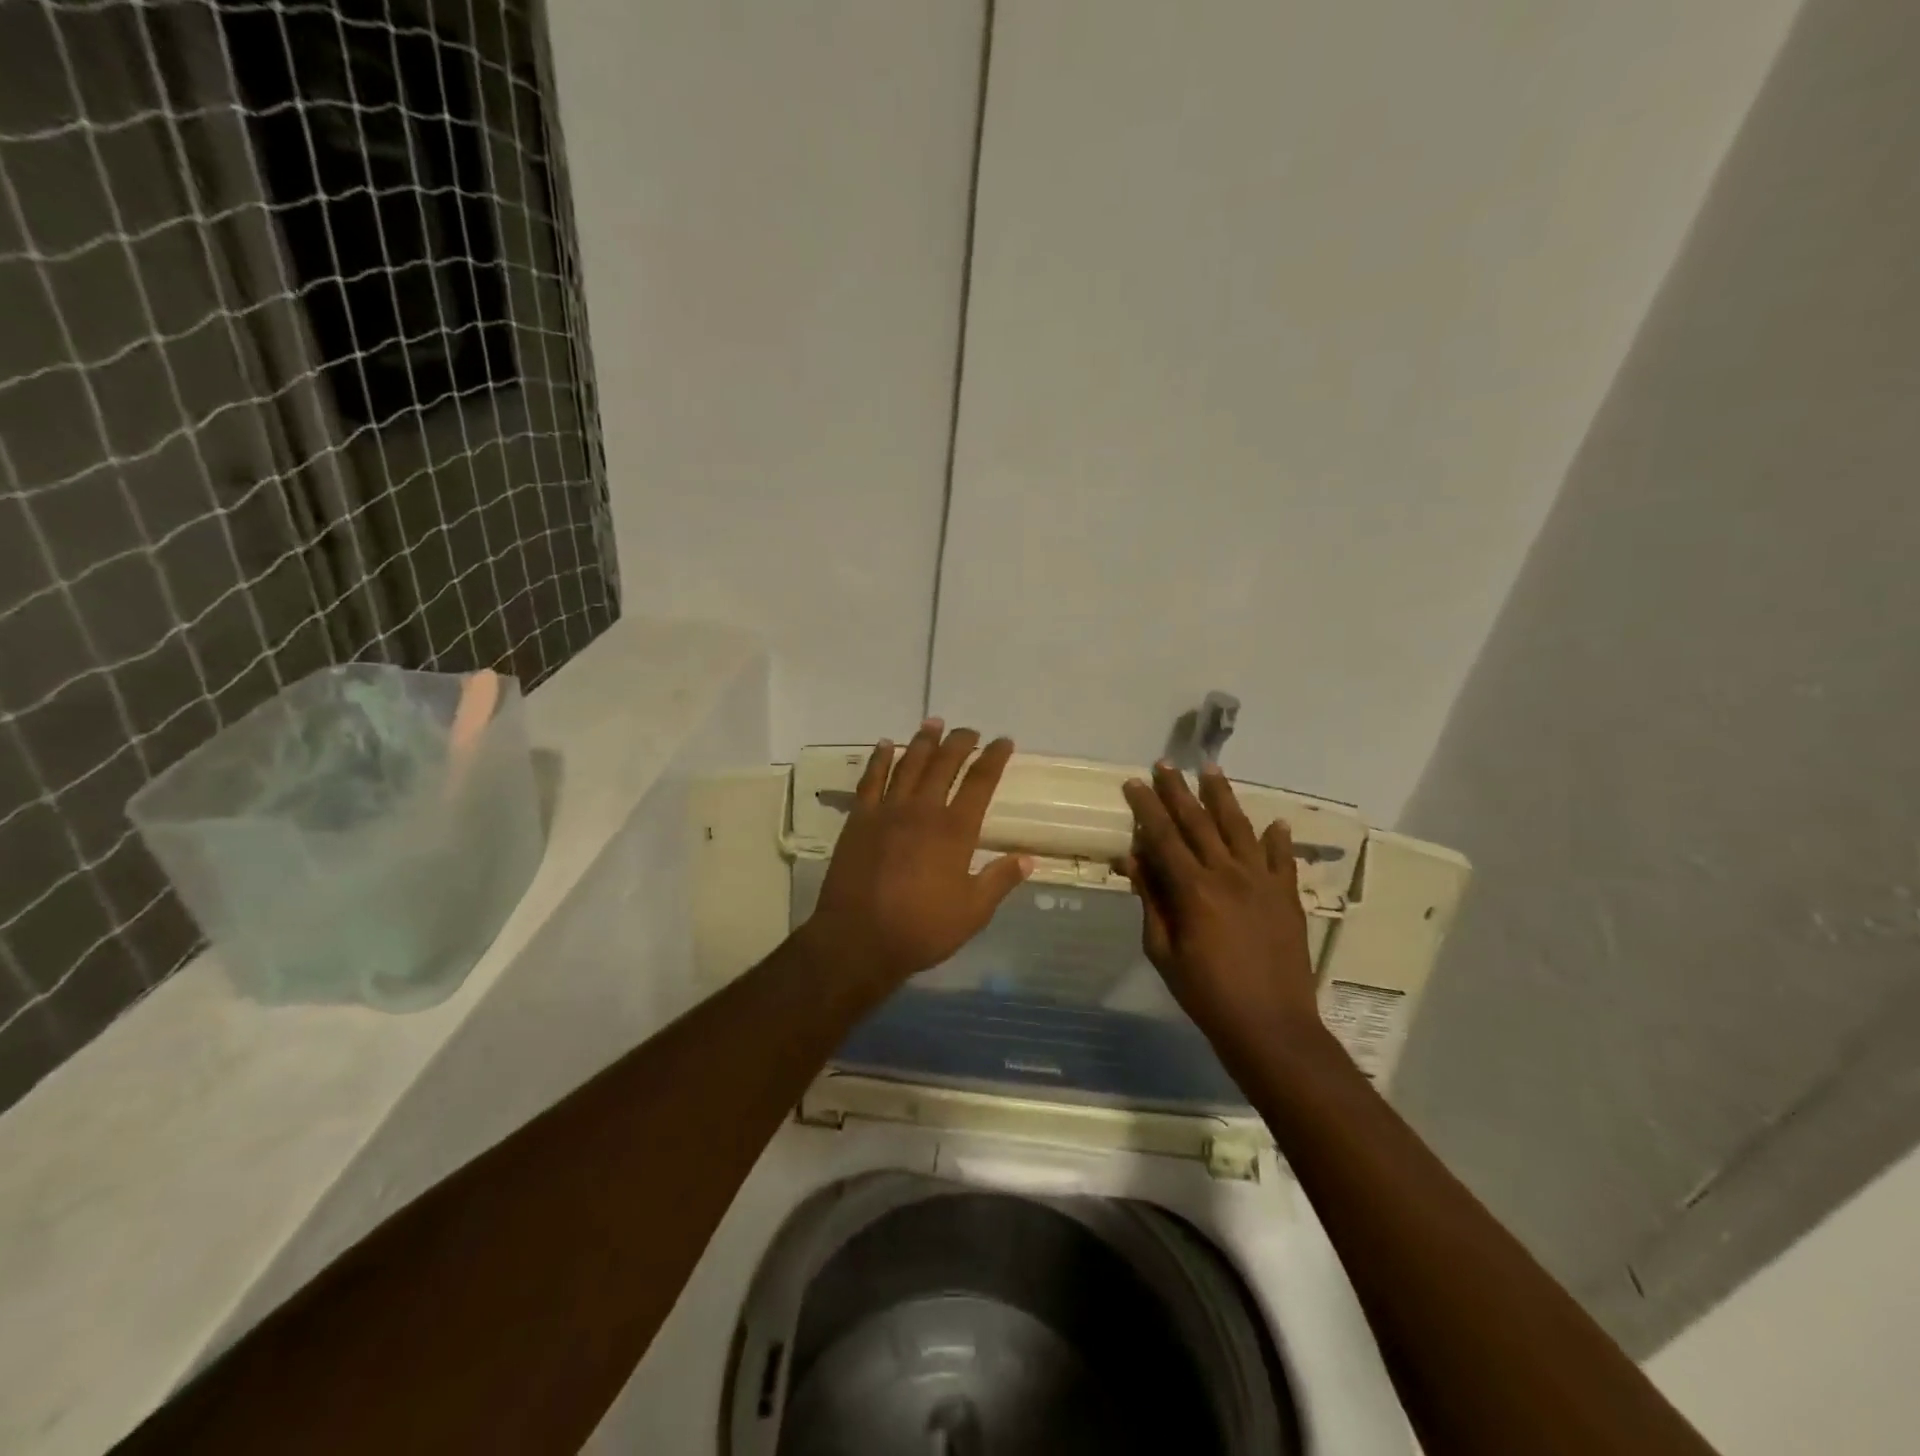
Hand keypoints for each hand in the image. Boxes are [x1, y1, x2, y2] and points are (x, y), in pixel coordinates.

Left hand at [805, 721, 1033, 997]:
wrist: (858, 939)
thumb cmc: (921, 930)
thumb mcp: (972, 913)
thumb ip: (999, 881)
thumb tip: (1027, 858)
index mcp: (955, 831)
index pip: (980, 783)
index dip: (994, 758)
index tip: (1003, 741)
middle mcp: (923, 811)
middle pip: (944, 765)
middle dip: (960, 743)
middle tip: (969, 730)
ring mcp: (887, 812)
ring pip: (909, 765)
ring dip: (923, 742)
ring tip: (933, 723)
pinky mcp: (859, 820)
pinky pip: (870, 780)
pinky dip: (880, 759)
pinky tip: (886, 745)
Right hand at [1120, 762, 1322, 1070]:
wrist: (1271, 1025)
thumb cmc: (1206, 993)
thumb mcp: (1164, 951)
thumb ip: (1151, 901)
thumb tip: (1134, 860)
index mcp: (1194, 889)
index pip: (1163, 836)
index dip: (1147, 807)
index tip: (1134, 783)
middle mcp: (1229, 874)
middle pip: (1199, 822)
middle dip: (1178, 791)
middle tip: (1165, 764)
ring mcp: (1263, 882)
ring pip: (1240, 828)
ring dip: (1223, 797)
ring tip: (1211, 769)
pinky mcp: (1287, 897)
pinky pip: (1282, 859)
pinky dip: (1277, 839)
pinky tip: (1275, 822)